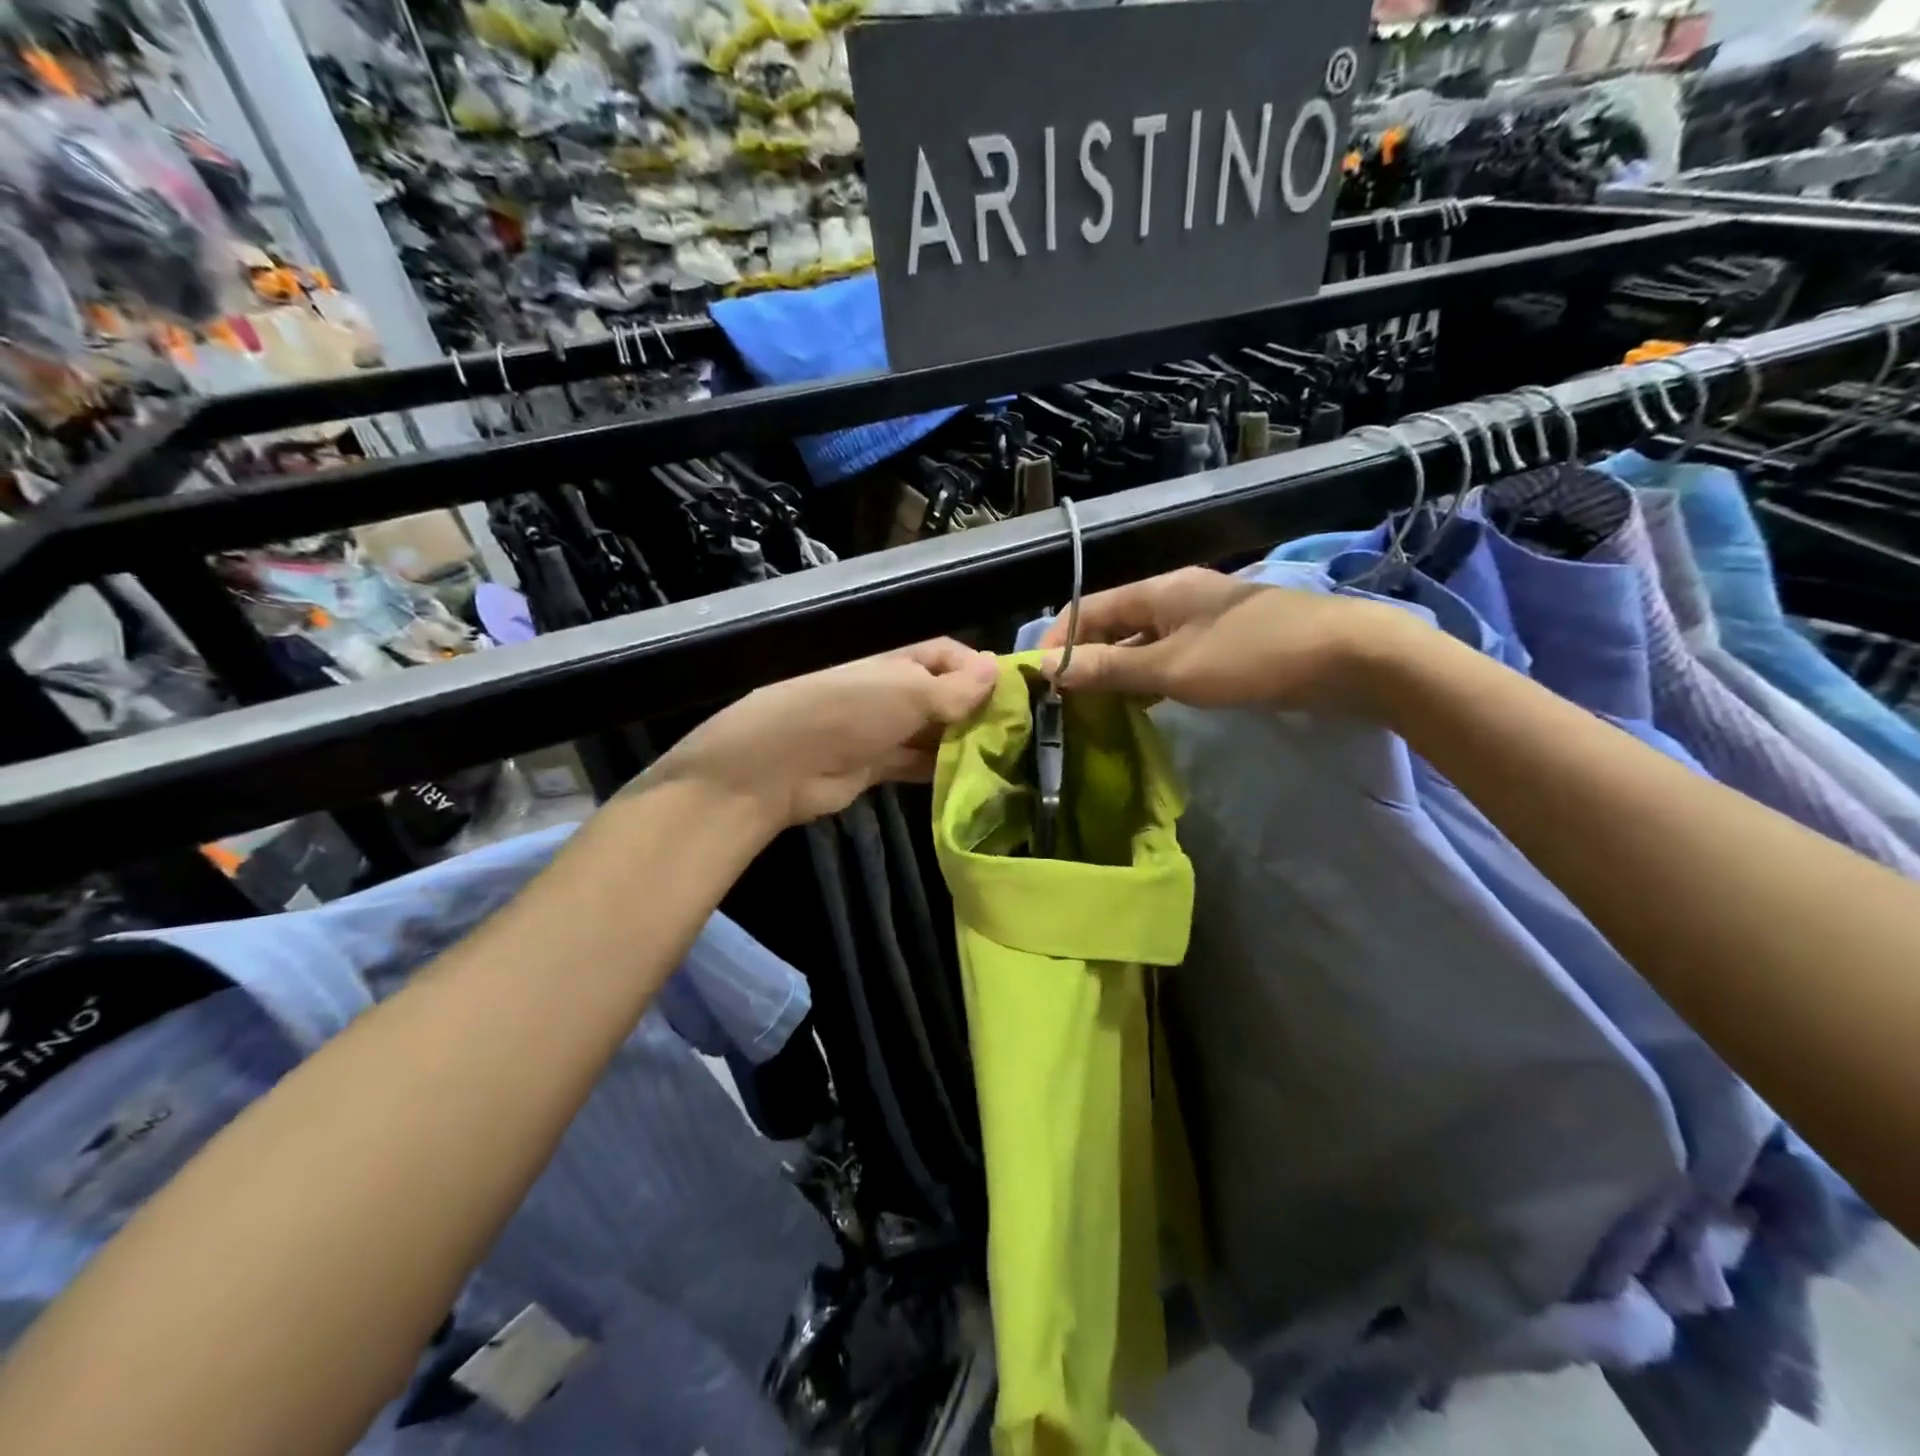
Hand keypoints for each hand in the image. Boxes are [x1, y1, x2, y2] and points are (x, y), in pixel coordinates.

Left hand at [648, 639, 999, 828]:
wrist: (782, 763)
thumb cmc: (850, 712)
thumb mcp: (909, 692)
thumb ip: (954, 689)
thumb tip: (996, 669)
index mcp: (898, 661)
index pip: (947, 655)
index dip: (978, 670)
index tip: (1013, 695)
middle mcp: (892, 691)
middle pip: (943, 696)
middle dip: (976, 711)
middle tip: (1019, 736)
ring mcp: (882, 730)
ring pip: (932, 733)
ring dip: (961, 744)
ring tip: (1004, 761)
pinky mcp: (875, 766)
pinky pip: (916, 764)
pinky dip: (940, 770)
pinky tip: (972, 781)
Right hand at [1037, 567, 1429, 715]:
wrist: (1349, 657)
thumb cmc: (1253, 656)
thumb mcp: (1173, 667)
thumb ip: (1111, 668)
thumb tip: (1051, 670)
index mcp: (1160, 591)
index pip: (1090, 608)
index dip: (1059, 638)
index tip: (1036, 677)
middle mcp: (1177, 597)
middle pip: (1114, 624)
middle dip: (1085, 657)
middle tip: (1061, 699)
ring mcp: (1204, 621)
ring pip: (1143, 643)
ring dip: (1116, 670)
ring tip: (1091, 706)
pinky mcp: (1226, 645)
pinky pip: (1170, 657)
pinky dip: (1148, 678)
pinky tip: (1141, 704)